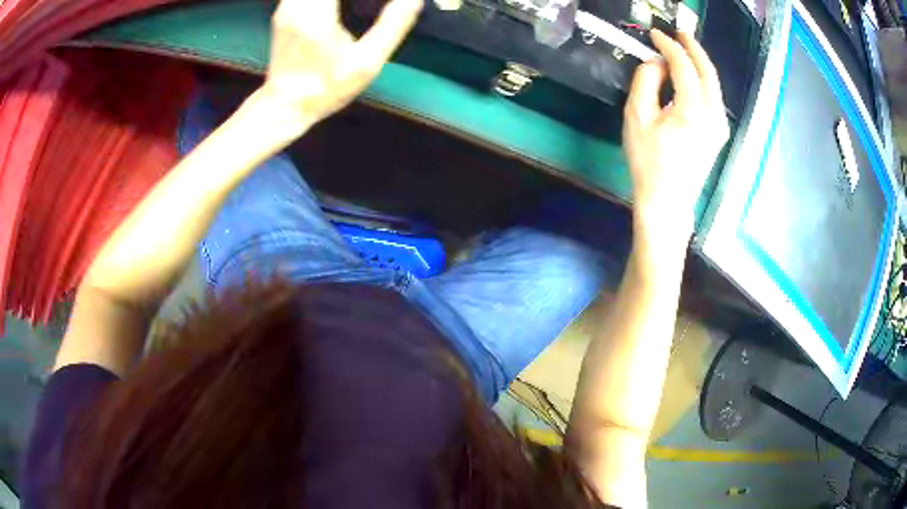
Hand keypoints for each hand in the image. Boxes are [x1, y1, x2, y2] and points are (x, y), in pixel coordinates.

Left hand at [254, 0, 422, 133]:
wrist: (285, 105)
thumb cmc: (327, 87)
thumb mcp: (367, 62)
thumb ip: (393, 25)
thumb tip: (414, 0)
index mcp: (318, 13)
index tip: (381, 1)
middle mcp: (297, 4)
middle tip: (371, 4)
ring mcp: (286, 6)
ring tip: (358, 6)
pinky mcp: (284, 10)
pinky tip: (340, 8)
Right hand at [623, 30, 728, 242]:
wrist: (667, 201)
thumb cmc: (648, 162)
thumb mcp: (637, 116)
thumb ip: (646, 81)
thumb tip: (657, 63)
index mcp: (693, 110)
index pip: (684, 66)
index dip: (669, 46)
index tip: (655, 34)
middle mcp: (714, 115)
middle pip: (708, 71)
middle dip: (694, 48)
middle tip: (679, 33)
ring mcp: (720, 125)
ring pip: (714, 84)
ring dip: (700, 63)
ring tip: (684, 49)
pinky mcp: (719, 133)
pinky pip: (714, 97)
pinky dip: (704, 80)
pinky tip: (692, 76)